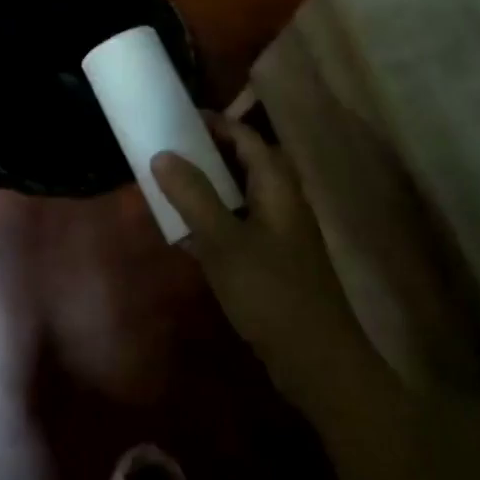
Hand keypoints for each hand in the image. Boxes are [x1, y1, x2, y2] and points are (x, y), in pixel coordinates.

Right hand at [154, 115, 367, 405]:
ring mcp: (279, 234)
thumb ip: (193, 196)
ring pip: (239, 197)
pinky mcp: (272, 263)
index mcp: (277, 187)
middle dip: (209, 154)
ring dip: (208, 188)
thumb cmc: (272, 292)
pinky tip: (185, 236)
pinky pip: (237, 227)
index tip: (179, 118)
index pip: (246, 138)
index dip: (216, 123)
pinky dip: (213, 222)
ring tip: (170, 186)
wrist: (316, 361)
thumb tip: (162, 154)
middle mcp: (282, 202)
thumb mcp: (224, 241)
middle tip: (169, 150)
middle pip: (245, 164)